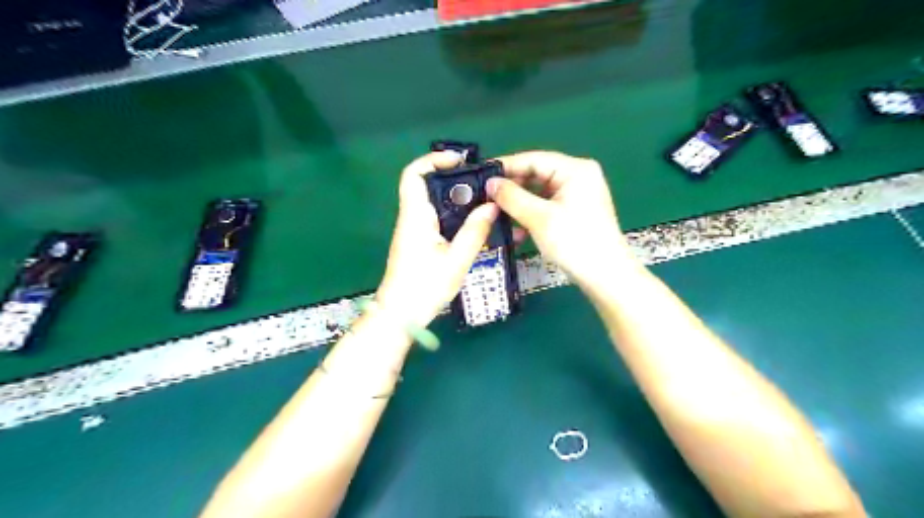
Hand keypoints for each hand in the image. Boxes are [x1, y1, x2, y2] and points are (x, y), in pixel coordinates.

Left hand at [374, 151, 497, 325]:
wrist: (400, 315)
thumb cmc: (425, 288)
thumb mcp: (456, 260)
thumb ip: (475, 231)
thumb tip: (492, 206)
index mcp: (416, 217)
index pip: (414, 175)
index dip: (433, 160)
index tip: (460, 161)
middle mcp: (411, 218)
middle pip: (427, 186)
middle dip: (453, 180)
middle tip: (481, 185)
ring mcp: (413, 230)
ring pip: (433, 203)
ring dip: (456, 199)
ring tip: (483, 203)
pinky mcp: (418, 242)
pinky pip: (435, 218)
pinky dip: (453, 215)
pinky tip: (472, 225)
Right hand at [486, 150, 638, 286]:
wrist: (605, 277)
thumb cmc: (575, 242)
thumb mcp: (539, 218)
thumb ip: (512, 197)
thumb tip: (490, 183)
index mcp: (575, 170)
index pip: (534, 159)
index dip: (506, 167)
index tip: (481, 176)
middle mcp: (577, 177)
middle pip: (536, 176)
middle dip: (511, 190)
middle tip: (485, 199)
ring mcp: (576, 196)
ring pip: (538, 194)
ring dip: (518, 207)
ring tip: (495, 216)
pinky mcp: (573, 213)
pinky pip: (545, 208)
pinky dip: (530, 217)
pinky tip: (516, 232)